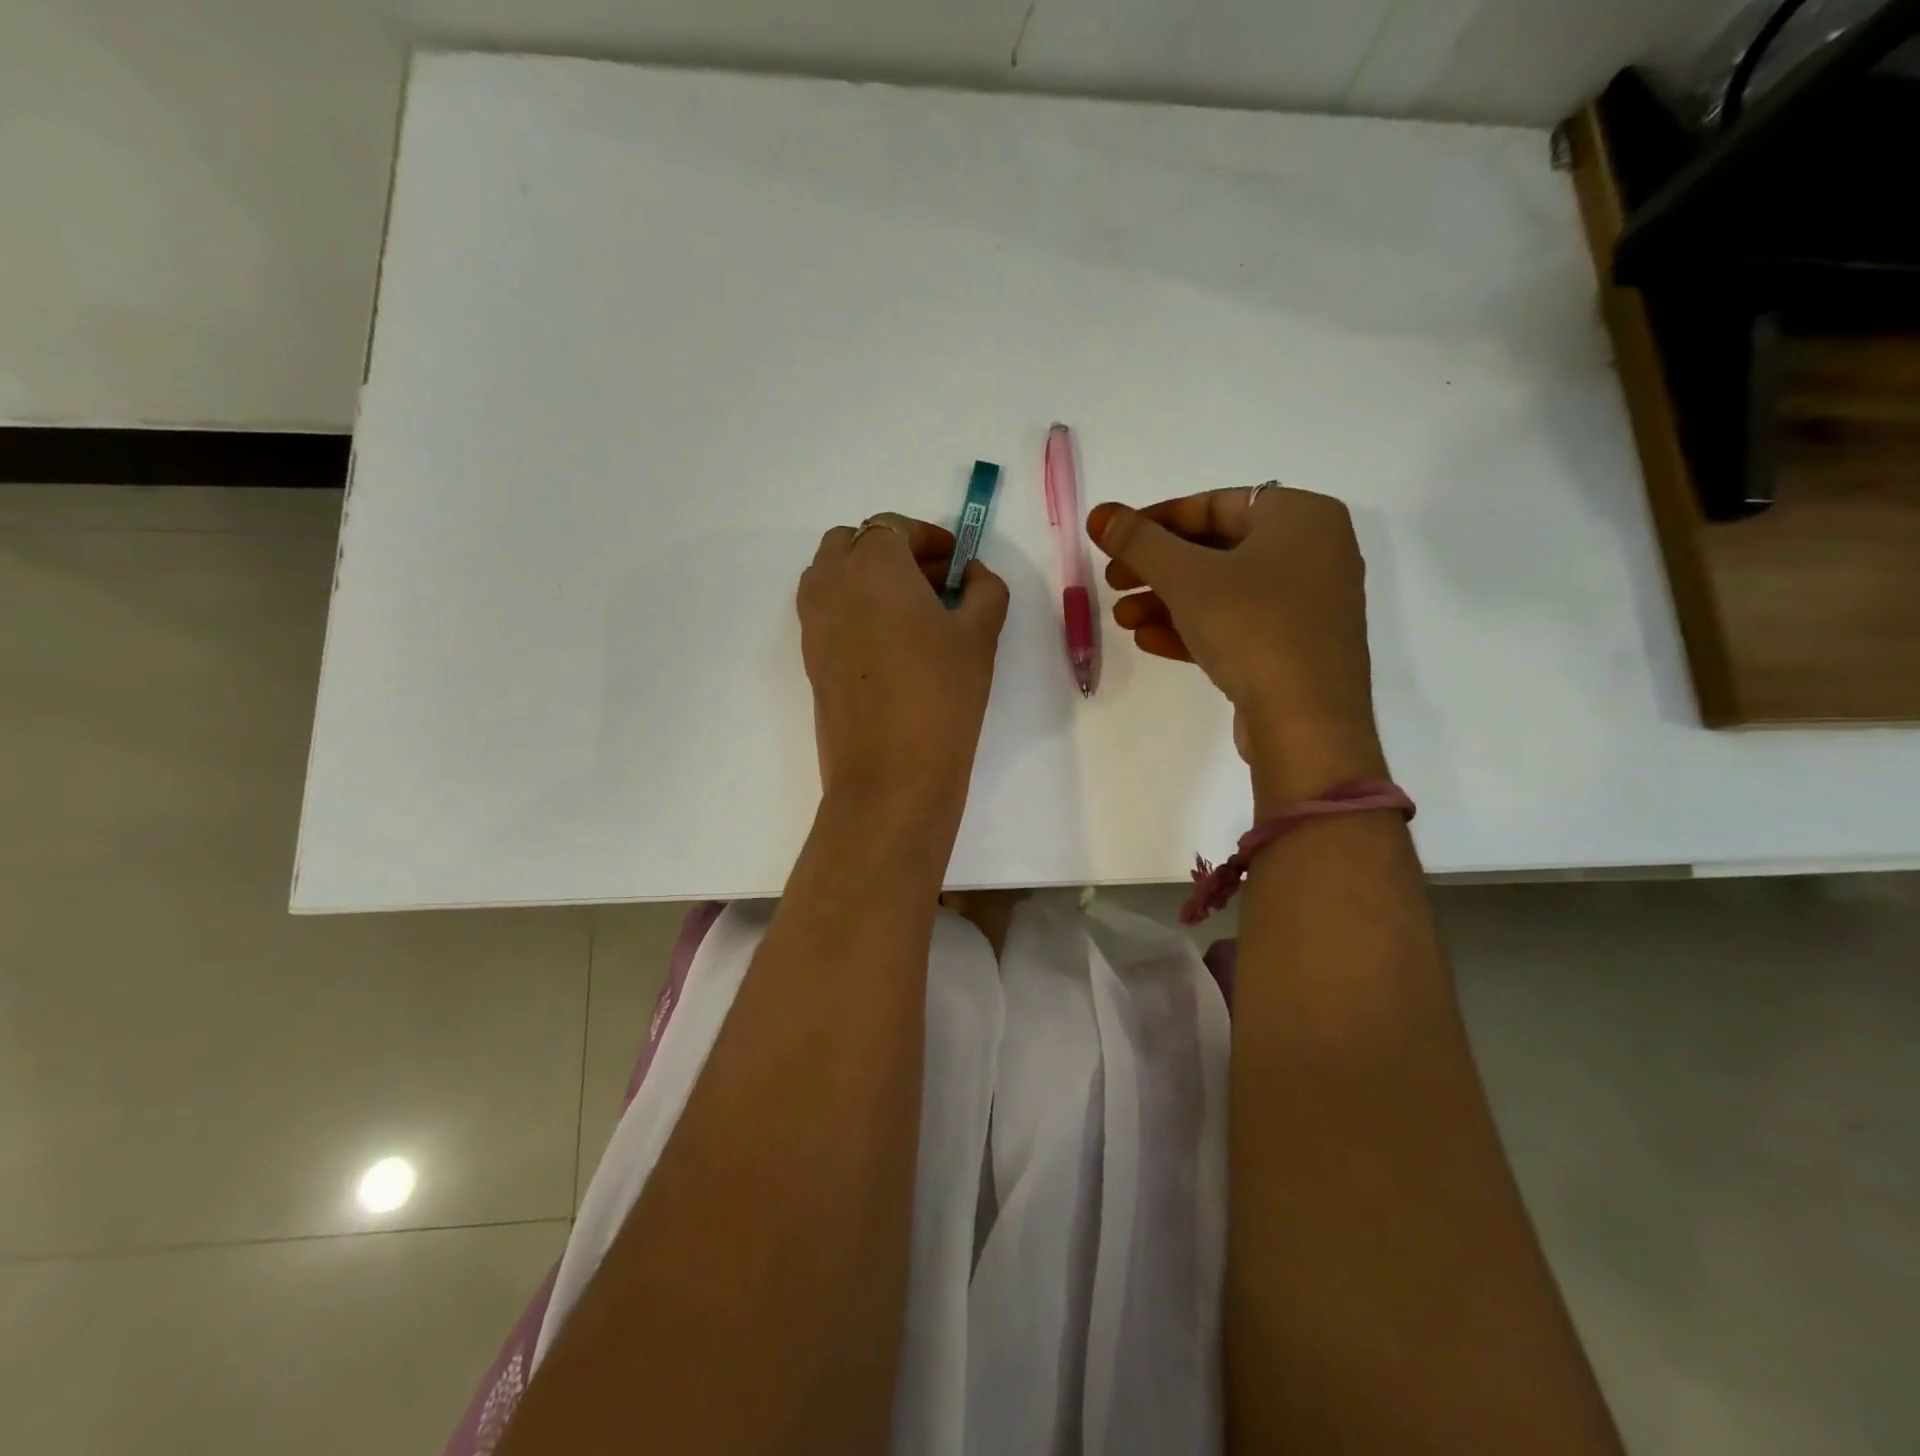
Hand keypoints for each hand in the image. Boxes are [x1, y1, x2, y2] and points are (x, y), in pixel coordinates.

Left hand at [798, 513, 1009, 811]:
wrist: (891, 771)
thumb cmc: (941, 692)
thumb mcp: (979, 634)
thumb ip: (985, 590)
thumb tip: (974, 575)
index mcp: (871, 563)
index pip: (893, 526)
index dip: (929, 538)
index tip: (957, 564)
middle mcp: (830, 581)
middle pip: (854, 543)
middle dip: (893, 552)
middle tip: (935, 584)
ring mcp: (812, 620)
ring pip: (835, 575)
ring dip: (869, 578)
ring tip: (914, 615)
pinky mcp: (809, 656)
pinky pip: (829, 611)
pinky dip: (856, 608)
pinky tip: (893, 645)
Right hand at [1087, 486, 1385, 805]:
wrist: (1307, 723)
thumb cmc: (1252, 627)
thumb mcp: (1186, 577)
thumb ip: (1139, 541)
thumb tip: (1100, 514)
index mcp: (1301, 516)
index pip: (1214, 504)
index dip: (1156, 521)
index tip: (1114, 540)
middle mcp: (1313, 552)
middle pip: (1216, 549)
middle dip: (1156, 569)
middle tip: (1112, 583)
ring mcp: (1308, 604)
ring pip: (1223, 592)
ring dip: (1167, 602)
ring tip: (1122, 619)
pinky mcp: (1297, 648)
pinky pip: (1239, 625)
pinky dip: (1194, 628)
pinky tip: (1149, 641)